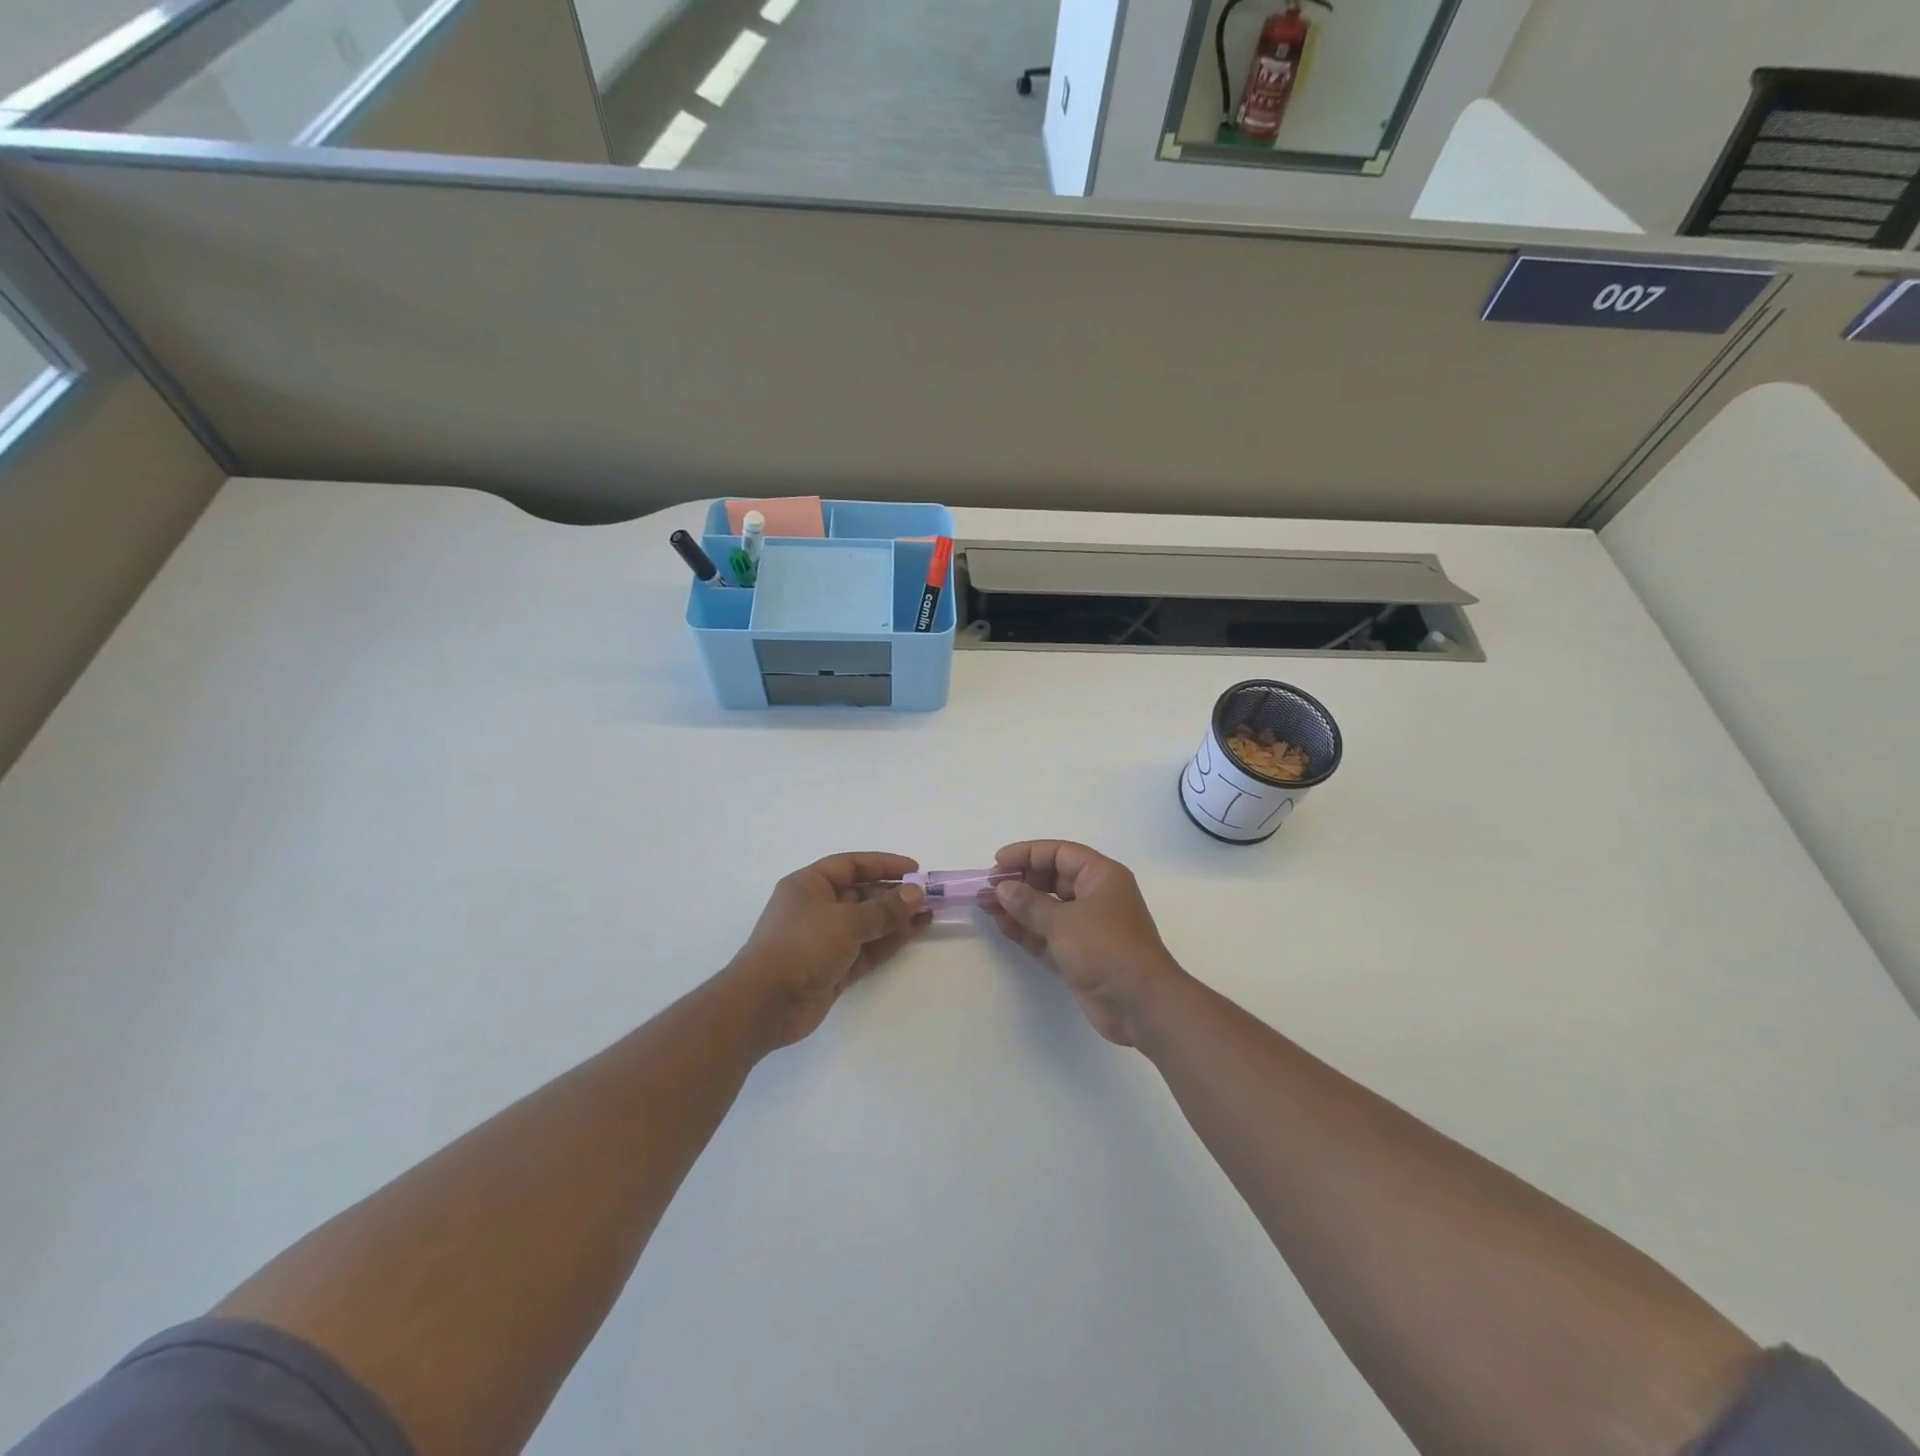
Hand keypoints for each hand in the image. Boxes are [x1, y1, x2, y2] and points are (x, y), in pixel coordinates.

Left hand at [721, 853, 928, 1050]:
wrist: (765, 1005)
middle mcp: (816, 908)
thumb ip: (884, 909)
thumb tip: (916, 893)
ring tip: (928, 914)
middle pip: (861, 894)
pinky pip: (866, 948)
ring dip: (895, 918)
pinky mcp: (833, 968)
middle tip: (928, 895)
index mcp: (808, 885)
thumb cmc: (800, 947)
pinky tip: (913, 932)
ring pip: (867, 923)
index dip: (883, 864)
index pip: (851, 865)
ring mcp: (825, 940)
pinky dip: (888, 941)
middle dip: (894, 894)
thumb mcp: (845, 922)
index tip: (915, 868)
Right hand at [986, 841, 1187, 1046]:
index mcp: (1101, 876)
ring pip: (1047, 909)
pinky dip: (1027, 931)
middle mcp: (1096, 897)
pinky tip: (1003, 927)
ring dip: (1018, 908)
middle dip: (1020, 882)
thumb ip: (1029, 903)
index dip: (1028, 854)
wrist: (1141, 1004)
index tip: (998, 863)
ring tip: (986, 907)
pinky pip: (1048, 935)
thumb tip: (1003, 888)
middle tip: (988, 889)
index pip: (1060, 853)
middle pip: (1052, 879)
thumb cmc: (1106, 948)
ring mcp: (1088, 927)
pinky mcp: (1080, 955)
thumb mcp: (1063, 921)